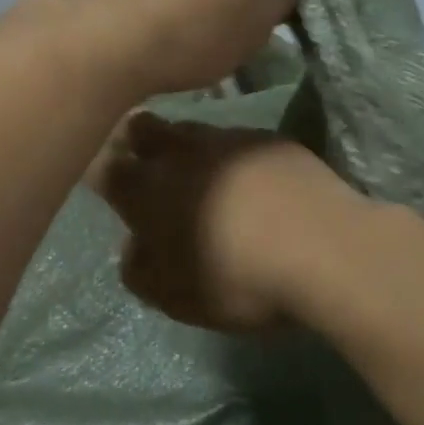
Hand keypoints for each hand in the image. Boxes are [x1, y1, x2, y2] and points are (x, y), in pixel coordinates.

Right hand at [88, 112, 363, 331]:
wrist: (325, 249)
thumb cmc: (236, 279)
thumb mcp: (173, 295)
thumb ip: (140, 269)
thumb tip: (135, 246)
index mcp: (147, 189)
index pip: (103, 167)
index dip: (99, 172)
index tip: (105, 185)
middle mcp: (181, 152)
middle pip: (141, 128)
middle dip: (135, 142)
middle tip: (146, 167)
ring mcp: (228, 139)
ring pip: (190, 129)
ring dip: (185, 146)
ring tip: (201, 174)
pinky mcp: (270, 139)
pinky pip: (236, 139)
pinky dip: (232, 155)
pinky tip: (251, 180)